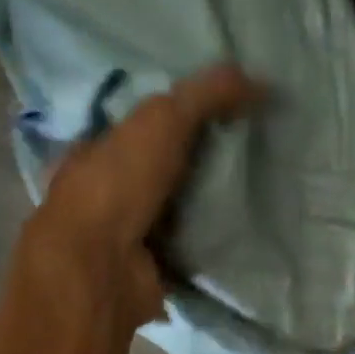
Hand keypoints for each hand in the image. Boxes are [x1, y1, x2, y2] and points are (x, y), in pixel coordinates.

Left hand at [21, 64, 262, 322]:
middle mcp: (106, 195)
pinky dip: (213, 246)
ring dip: (208, 209)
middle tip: (249, 157)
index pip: (139, 128)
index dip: (177, 119)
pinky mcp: (152, 272)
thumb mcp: (163, 121)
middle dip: (198, 166)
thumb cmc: (118, 184)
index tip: (222, 116)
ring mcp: (128, 238)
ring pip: (177, 214)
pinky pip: (190, 252)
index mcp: (94, 152)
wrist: (103, 268)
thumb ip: (205, 95)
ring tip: (257, 194)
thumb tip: (260, 81)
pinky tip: (245, 235)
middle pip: (162, 173)